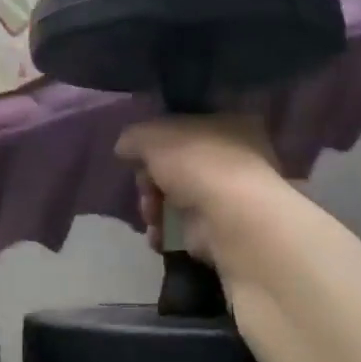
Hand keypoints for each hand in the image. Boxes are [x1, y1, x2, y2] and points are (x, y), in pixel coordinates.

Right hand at [115, 115, 281, 271]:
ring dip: (155, 207)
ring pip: (180, 198)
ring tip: (150, 217)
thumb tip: (124, 147)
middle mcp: (236, 157)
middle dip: (152, 180)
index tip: (138, 156)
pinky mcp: (226, 231)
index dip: (156, 142)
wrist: (233, 221)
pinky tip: (158, 237)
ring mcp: (232, 197)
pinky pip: (187, 228)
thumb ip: (134, 138)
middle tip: (144, 190)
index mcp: (228, 124)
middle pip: (178, 166)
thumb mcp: (153, 137)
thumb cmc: (197, 164)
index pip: (185, 128)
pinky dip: (168, 232)